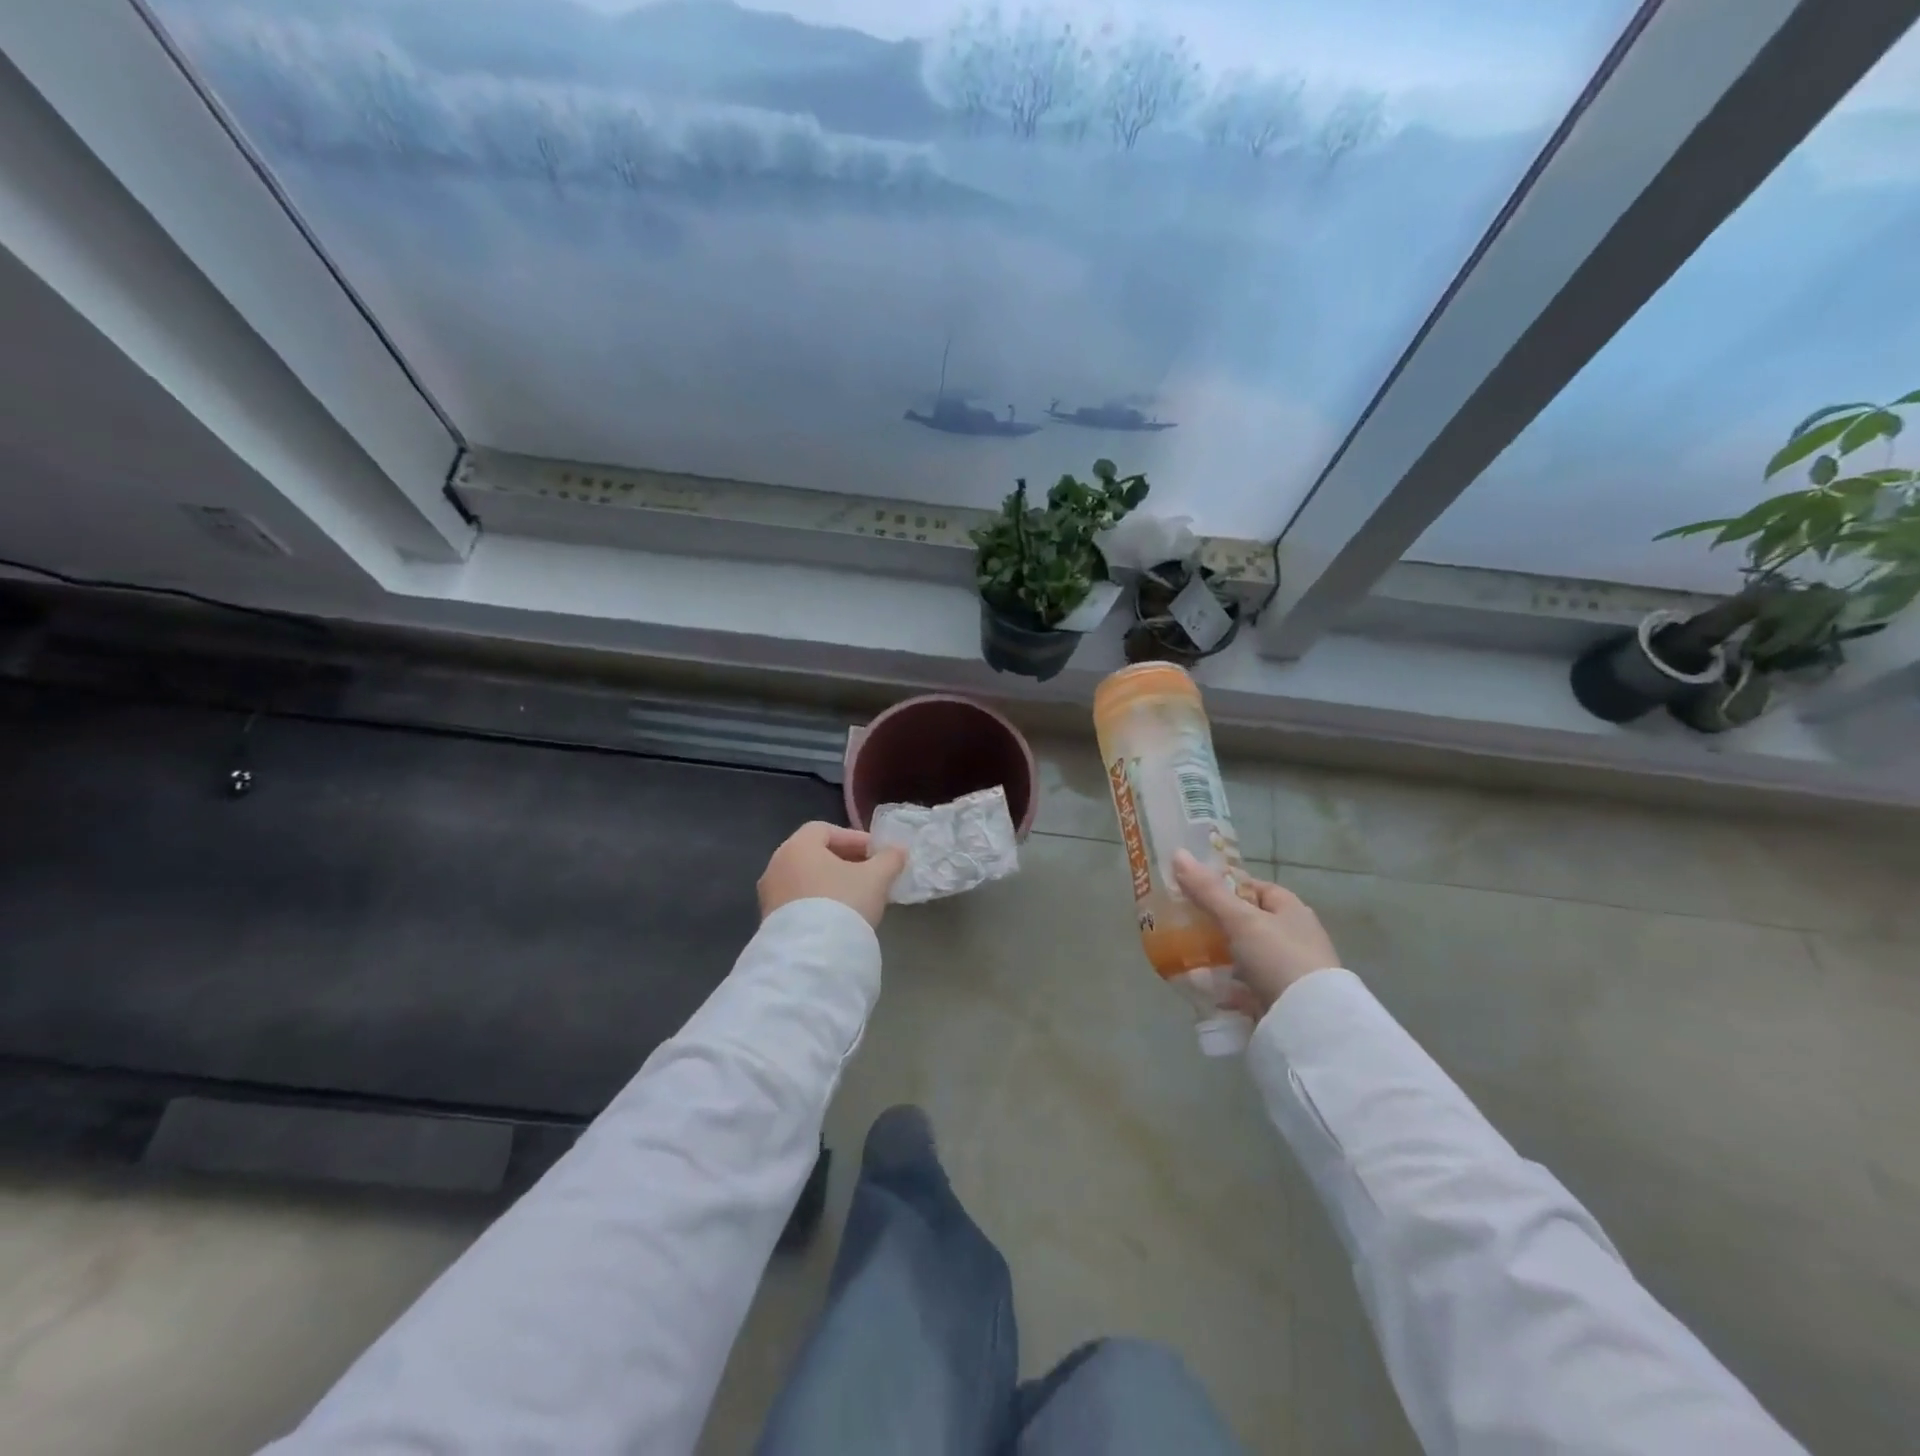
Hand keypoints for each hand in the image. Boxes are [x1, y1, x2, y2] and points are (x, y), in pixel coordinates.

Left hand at [758, 822, 907, 927]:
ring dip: (831, 883)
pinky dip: (818, 901)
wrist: (811, 957)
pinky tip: (839, 917)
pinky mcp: (769, 921)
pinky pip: (798, 901)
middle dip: (845, 861)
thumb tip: (899, 850)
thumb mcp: (876, 878)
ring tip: (858, 897)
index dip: (854, 838)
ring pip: (806, 879)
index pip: (825, 829)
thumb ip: (889, 859)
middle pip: (814, 854)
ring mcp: (769, 895)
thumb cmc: (843, 903)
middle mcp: (777, 865)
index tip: (876, 853)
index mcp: (797, 847)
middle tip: (871, 873)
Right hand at [1173, 849, 1341, 1015]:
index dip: (1224, 886)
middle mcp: (1291, 936)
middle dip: (1213, 925)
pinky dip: (1222, 985)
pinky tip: (1199, 987)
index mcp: (1290, 910)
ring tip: (1182, 956)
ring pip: (1240, 955)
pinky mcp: (1276, 997)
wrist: (1309, 1021)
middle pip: (1244, 922)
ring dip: (1215, 957)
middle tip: (1181, 924)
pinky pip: (1242, 986)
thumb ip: (1208, 891)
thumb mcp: (1240, 919)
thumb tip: (1177, 853)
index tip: (1193, 891)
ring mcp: (1284, 969)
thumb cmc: (1278, 956)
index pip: (1253, 888)